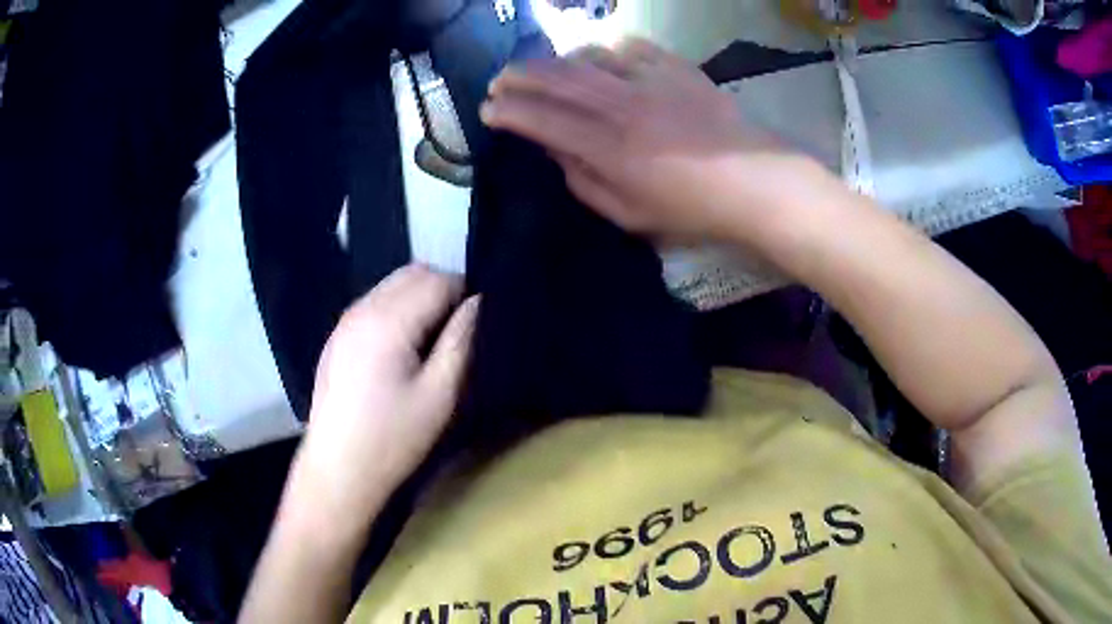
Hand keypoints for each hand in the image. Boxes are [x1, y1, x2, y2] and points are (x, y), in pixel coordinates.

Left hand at [291, 264, 477, 531]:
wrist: (337, 470)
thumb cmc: (392, 439)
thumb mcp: (439, 395)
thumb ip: (461, 341)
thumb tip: (478, 303)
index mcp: (387, 321)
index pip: (438, 280)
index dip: (465, 295)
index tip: (478, 326)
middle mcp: (362, 308)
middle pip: (413, 273)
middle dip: (443, 290)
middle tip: (458, 331)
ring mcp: (344, 321)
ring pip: (392, 285)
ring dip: (419, 298)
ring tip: (431, 342)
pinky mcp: (337, 337)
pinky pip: (374, 303)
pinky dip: (397, 309)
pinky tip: (401, 350)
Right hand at [481, 38, 809, 242]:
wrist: (752, 182)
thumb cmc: (691, 208)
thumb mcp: (629, 214)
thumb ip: (584, 182)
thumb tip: (555, 151)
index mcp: (609, 149)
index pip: (542, 120)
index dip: (508, 112)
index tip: (488, 109)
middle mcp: (623, 106)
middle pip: (557, 80)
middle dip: (519, 77)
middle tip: (499, 79)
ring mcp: (651, 81)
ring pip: (588, 57)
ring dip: (557, 61)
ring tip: (544, 70)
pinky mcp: (676, 68)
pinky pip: (630, 47)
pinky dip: (605, 50)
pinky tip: (599, 58)